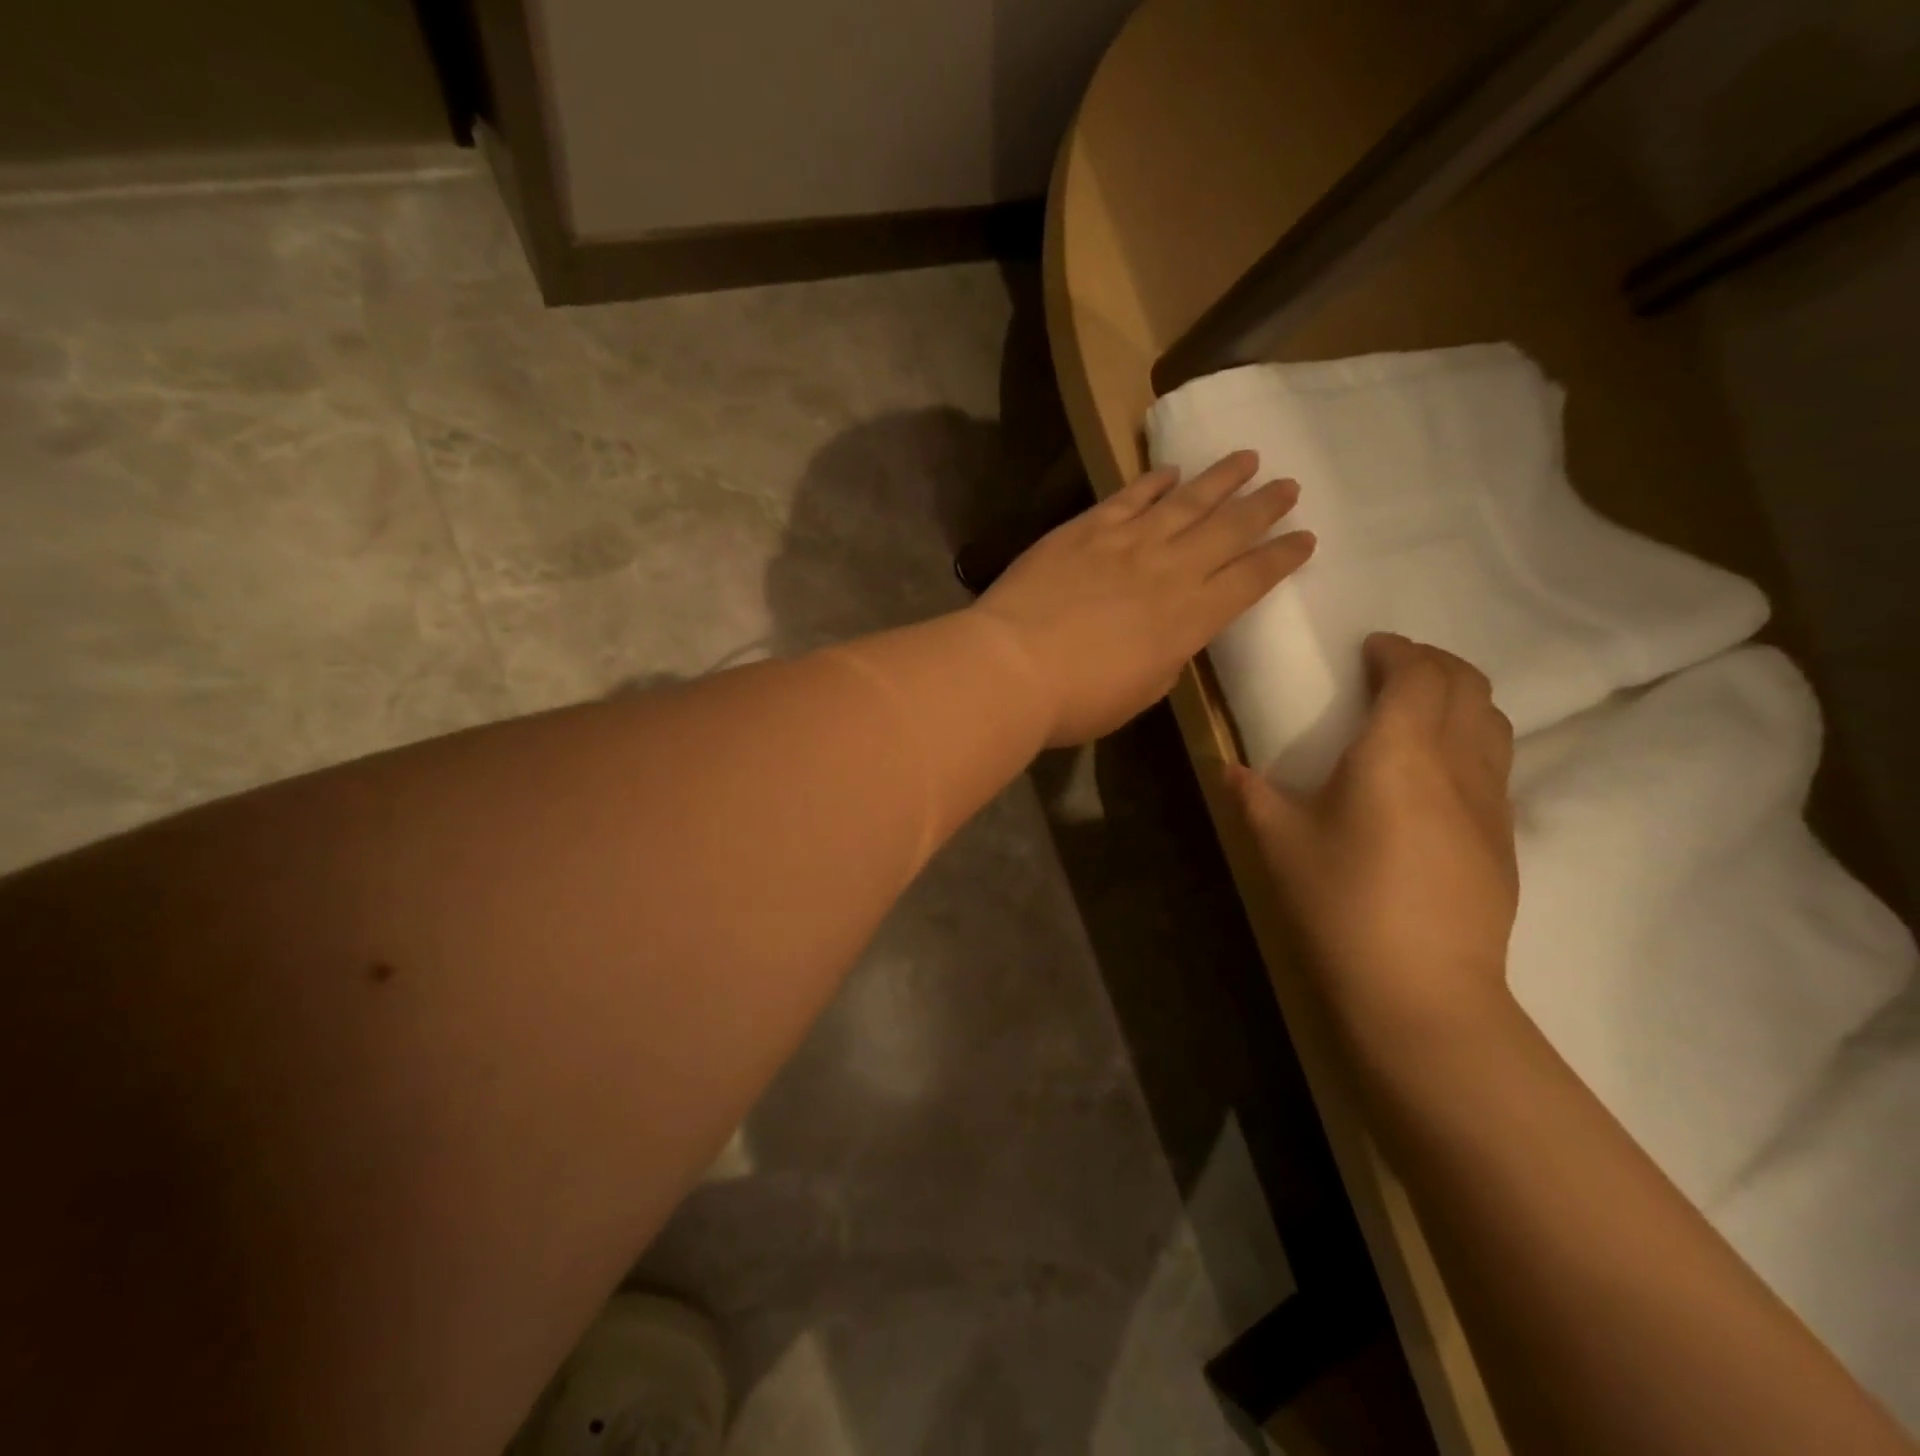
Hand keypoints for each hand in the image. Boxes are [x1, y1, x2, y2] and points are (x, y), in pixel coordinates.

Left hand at [973, 451, 1313, 746]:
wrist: (1013, 666)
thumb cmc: (1078, 700)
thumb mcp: (1140, 694)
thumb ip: (1166, 659)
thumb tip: (1171, 638)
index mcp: (1192, 620)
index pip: (1251, 580)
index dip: (1282, 558)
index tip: (1306, 538)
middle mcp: (1172, 570)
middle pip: (1229, 529)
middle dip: (1264, 506)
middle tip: (1288, 485)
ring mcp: (1129, 542)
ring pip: (1188, 500)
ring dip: (1221, 478)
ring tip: (1247, 459)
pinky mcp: (1087, 528)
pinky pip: (1130, 496)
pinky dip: (1154, 481)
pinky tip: (1170, 470)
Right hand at [1227, 633, 1518, 1042]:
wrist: (1421, 989)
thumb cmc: (1340, 903)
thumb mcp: (1277, 843)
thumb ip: (1251, 794)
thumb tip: (1229, 769)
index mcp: (1397, 752)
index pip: (1416, 674)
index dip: (1396, 650)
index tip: (1370, 647)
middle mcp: (1456, 763)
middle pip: (1468, 685)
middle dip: (1434, 662)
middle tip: (1394, 667)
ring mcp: (1491, 801)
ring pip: (1494, 721)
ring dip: (1461, 697)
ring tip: (1421, 709)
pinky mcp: (1505, 838)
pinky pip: (1497, 762)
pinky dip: (1471, 738)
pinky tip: (1437, 771)